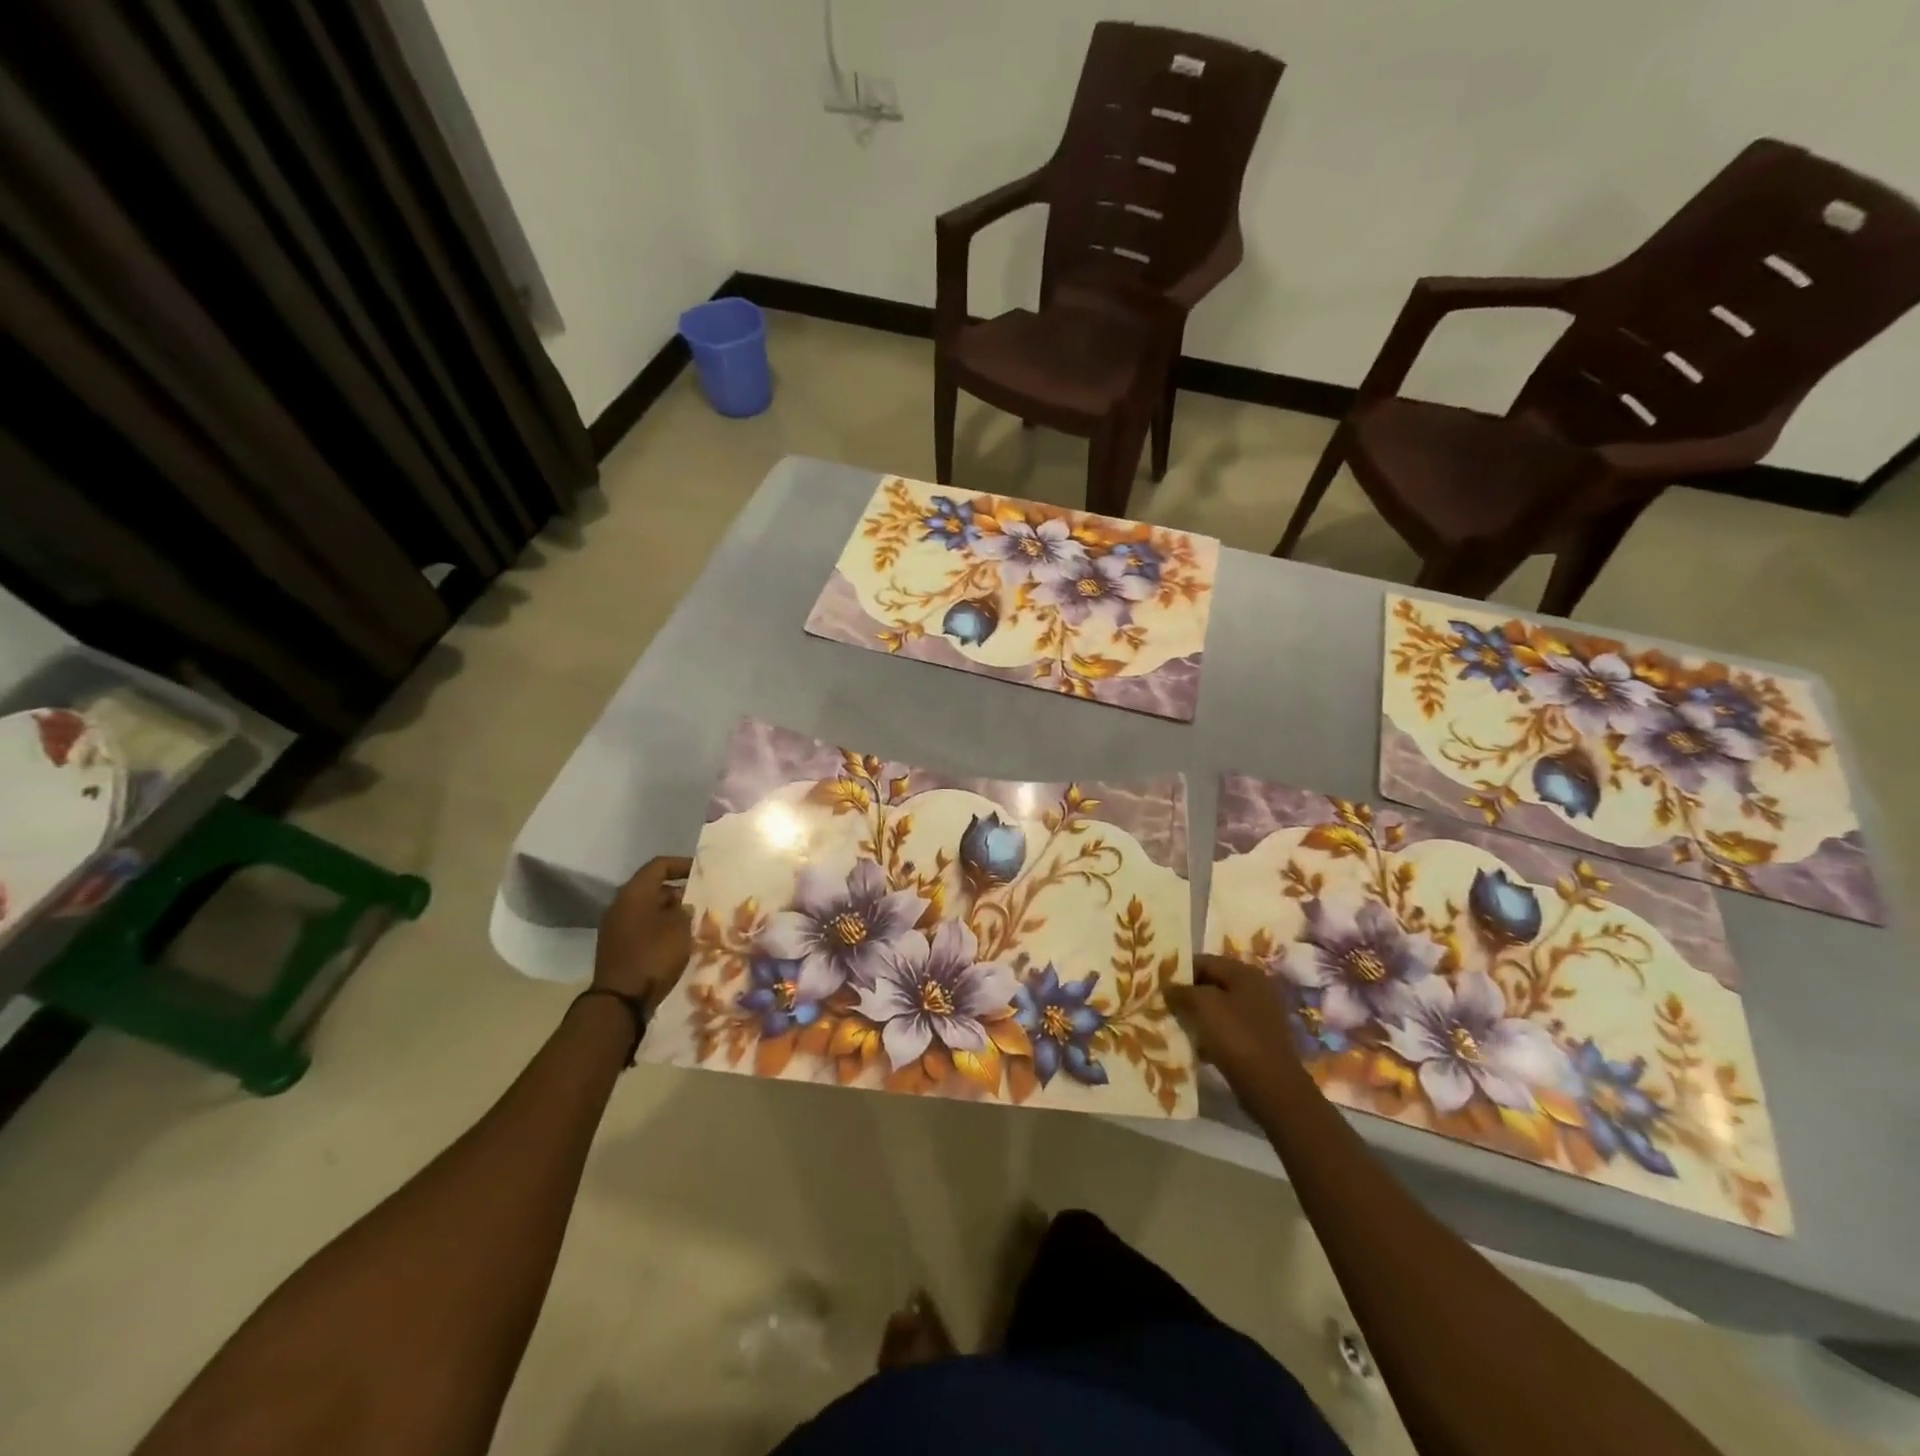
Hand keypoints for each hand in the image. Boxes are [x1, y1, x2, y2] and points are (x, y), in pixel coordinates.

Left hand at [594, 856, 692, 1010]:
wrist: (620, 1000)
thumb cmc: (653, 955)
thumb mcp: (679, 929)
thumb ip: (684, 911)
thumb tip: (682, 906)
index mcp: (634, 893)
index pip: (659, 865)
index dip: (681, 864)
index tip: (701, 871)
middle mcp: (620, 905)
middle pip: (652, 887)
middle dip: (678, 891)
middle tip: (701, 899)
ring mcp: (615, 927)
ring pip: (647, 909)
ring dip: (669, 912)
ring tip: (693, 921)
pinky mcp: (617, 947)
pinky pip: (642, 927)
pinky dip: (660, 928)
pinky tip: (678, 940)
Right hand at [1166, 954, 1300, 1096]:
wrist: (1271, 1086)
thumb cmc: (1236, 1036)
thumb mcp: (1202, 1005)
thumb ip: (1181, 991)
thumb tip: (1168, 988)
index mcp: (1244, 972)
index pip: (1203, 961)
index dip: (1179, 972)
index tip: (1158, 986)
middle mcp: (1255, 988)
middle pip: (1211, 984)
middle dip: (1187, 995)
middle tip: (1163, 1006)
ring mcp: (1260, 1015)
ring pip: (1218, 1008)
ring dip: (1197, 1016)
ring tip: (1175, 1026)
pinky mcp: (1258, 1040)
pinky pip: (1227, 1029)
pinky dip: (1210, 1034)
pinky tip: (1195, 1046)